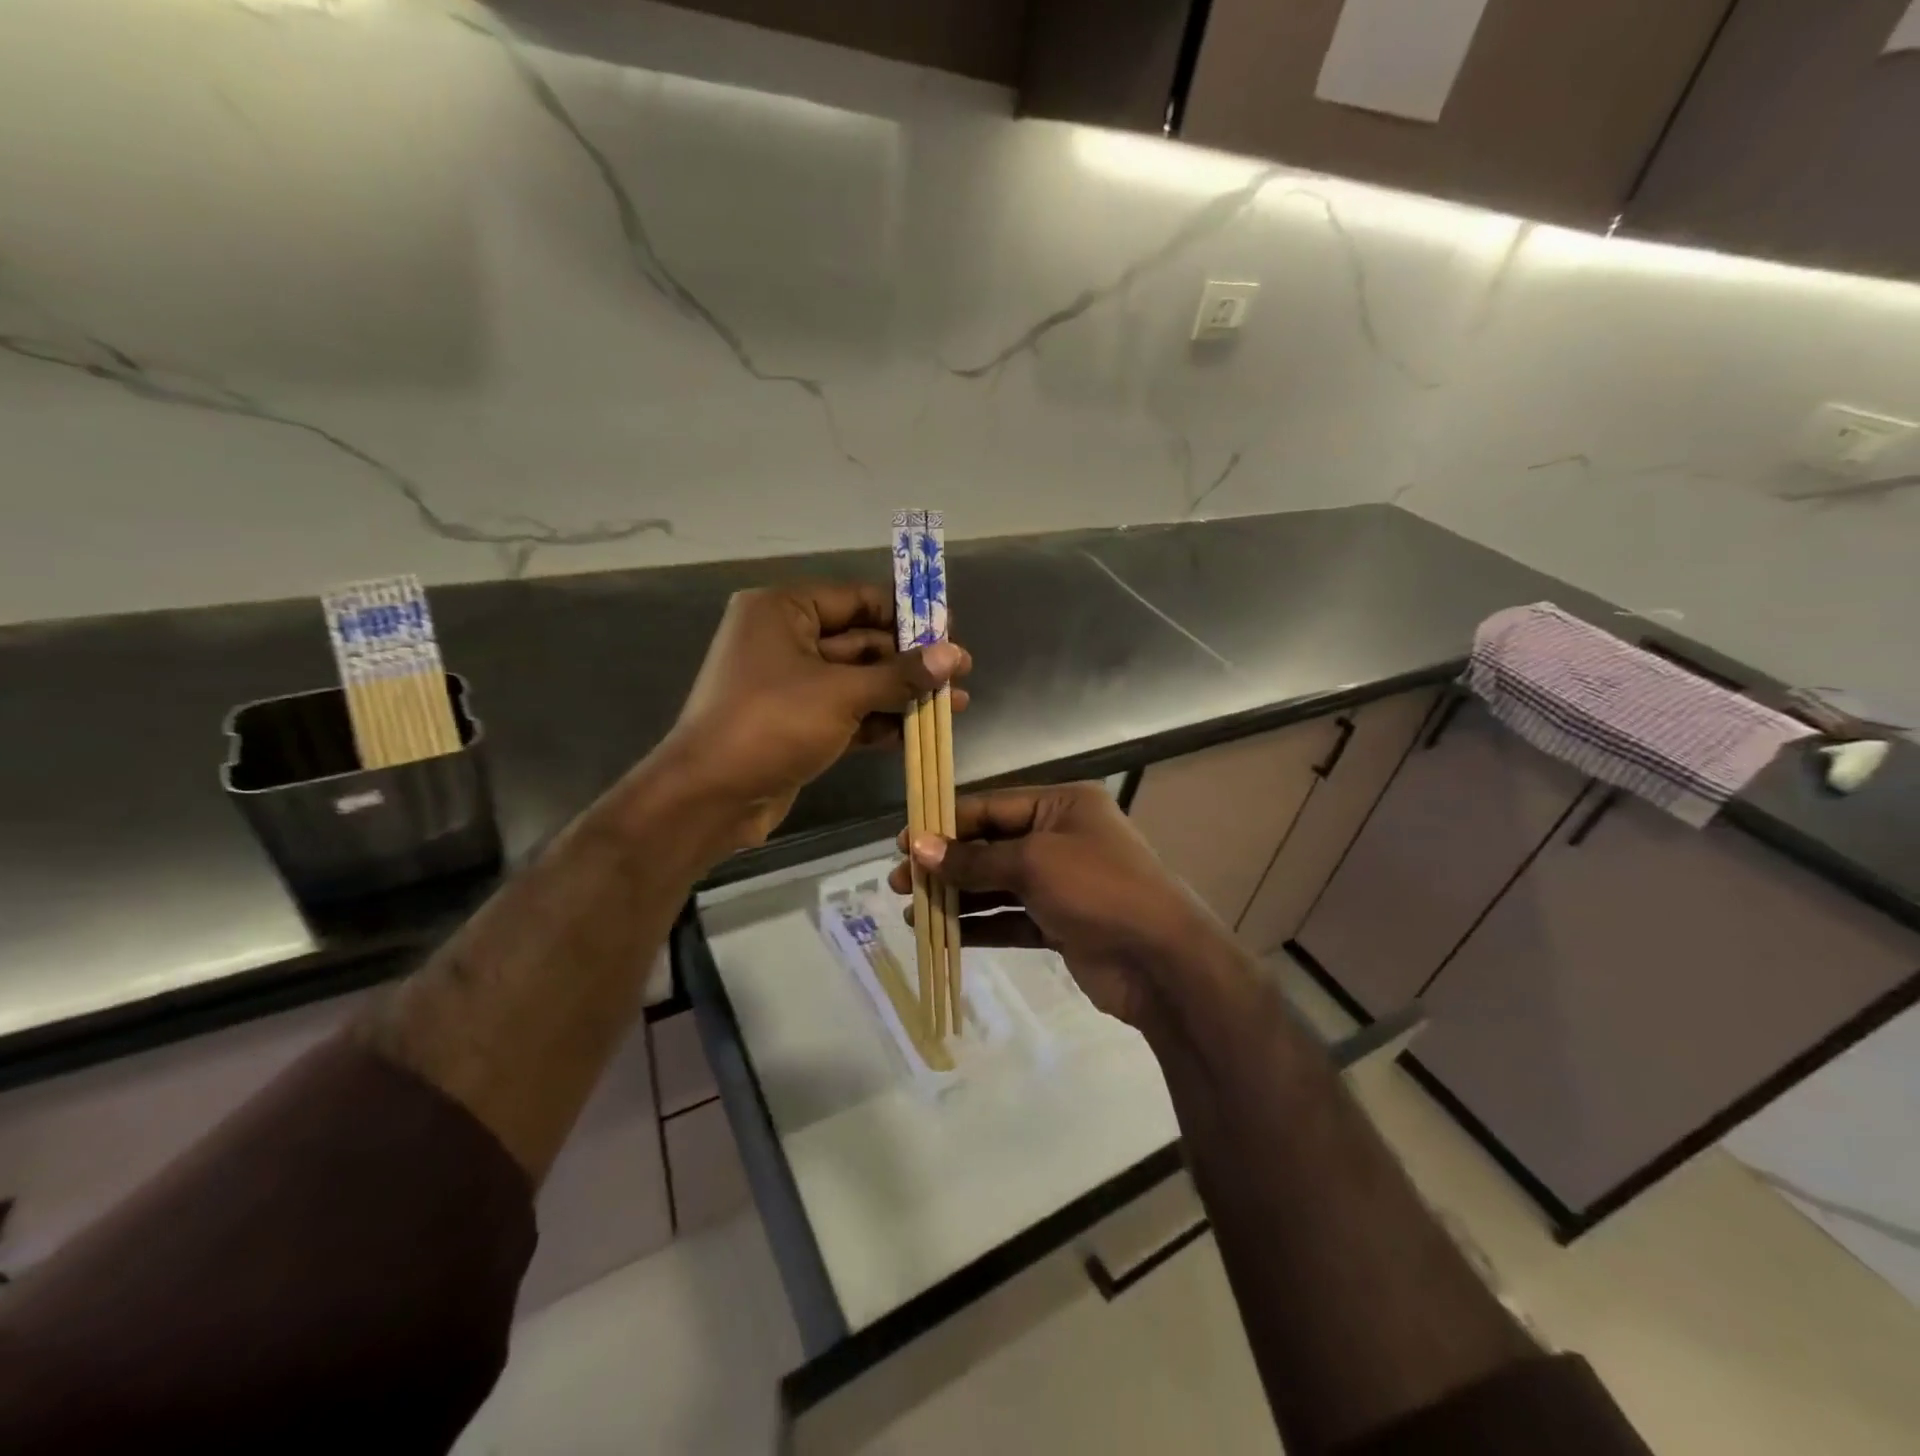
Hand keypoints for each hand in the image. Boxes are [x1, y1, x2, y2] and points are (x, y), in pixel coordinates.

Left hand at [662, 582, 970, 848]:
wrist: (708, 798)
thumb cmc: (770, 725)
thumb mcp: (841, 694)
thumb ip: (900, 675)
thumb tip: (954, 654)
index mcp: (783, 611)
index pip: (856, 599)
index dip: (906, 613)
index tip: (950, 629)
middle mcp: (785, 640)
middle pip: (861, 641)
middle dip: (910, 660)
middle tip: (960, 672)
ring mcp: (790, 685)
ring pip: (858, 681)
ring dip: (902, 693)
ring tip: (955, 703)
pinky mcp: (797, 724)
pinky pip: (847, 712)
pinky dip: (880, 719)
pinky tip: (922, 730)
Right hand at [888, 783, 1228, 1031]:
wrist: (1162, 962)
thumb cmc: (1098, 889)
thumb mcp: (1033, 863)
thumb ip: (974, 859)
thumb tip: (917, 847)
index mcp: (1062, 806)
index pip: (992, 807)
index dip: (946, 823)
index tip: (903, 840)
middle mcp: (1061, 838)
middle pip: (991, 846)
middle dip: (946, 864)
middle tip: (898, 881)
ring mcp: (1062, 883)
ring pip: (997, 885)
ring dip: (957, 897)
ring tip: (911, 910)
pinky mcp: (1060, 923)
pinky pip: (1010, 919)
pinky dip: (979, 925)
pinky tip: (942, 933)